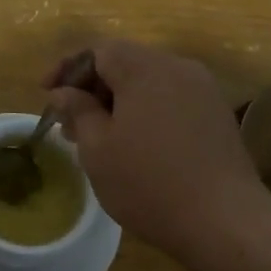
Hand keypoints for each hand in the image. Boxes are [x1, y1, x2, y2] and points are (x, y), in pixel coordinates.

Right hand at [43, 40, 266, 260]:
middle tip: (70, 124)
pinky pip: (172, 100)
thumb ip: (78, 110)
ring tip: (100, 139)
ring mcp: (203, 90)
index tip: (47, 94)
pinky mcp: (217, 115)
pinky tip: (136, 146)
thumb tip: (63, 91)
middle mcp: (178, 68)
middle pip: (126, 63)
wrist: (223, 220)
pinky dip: (146, 112)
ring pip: (149, 83)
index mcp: (145, 68)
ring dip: (119, 102)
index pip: (99, 50)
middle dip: (93, 88)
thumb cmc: (148, 183)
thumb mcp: (97, 149)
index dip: (68, 68)